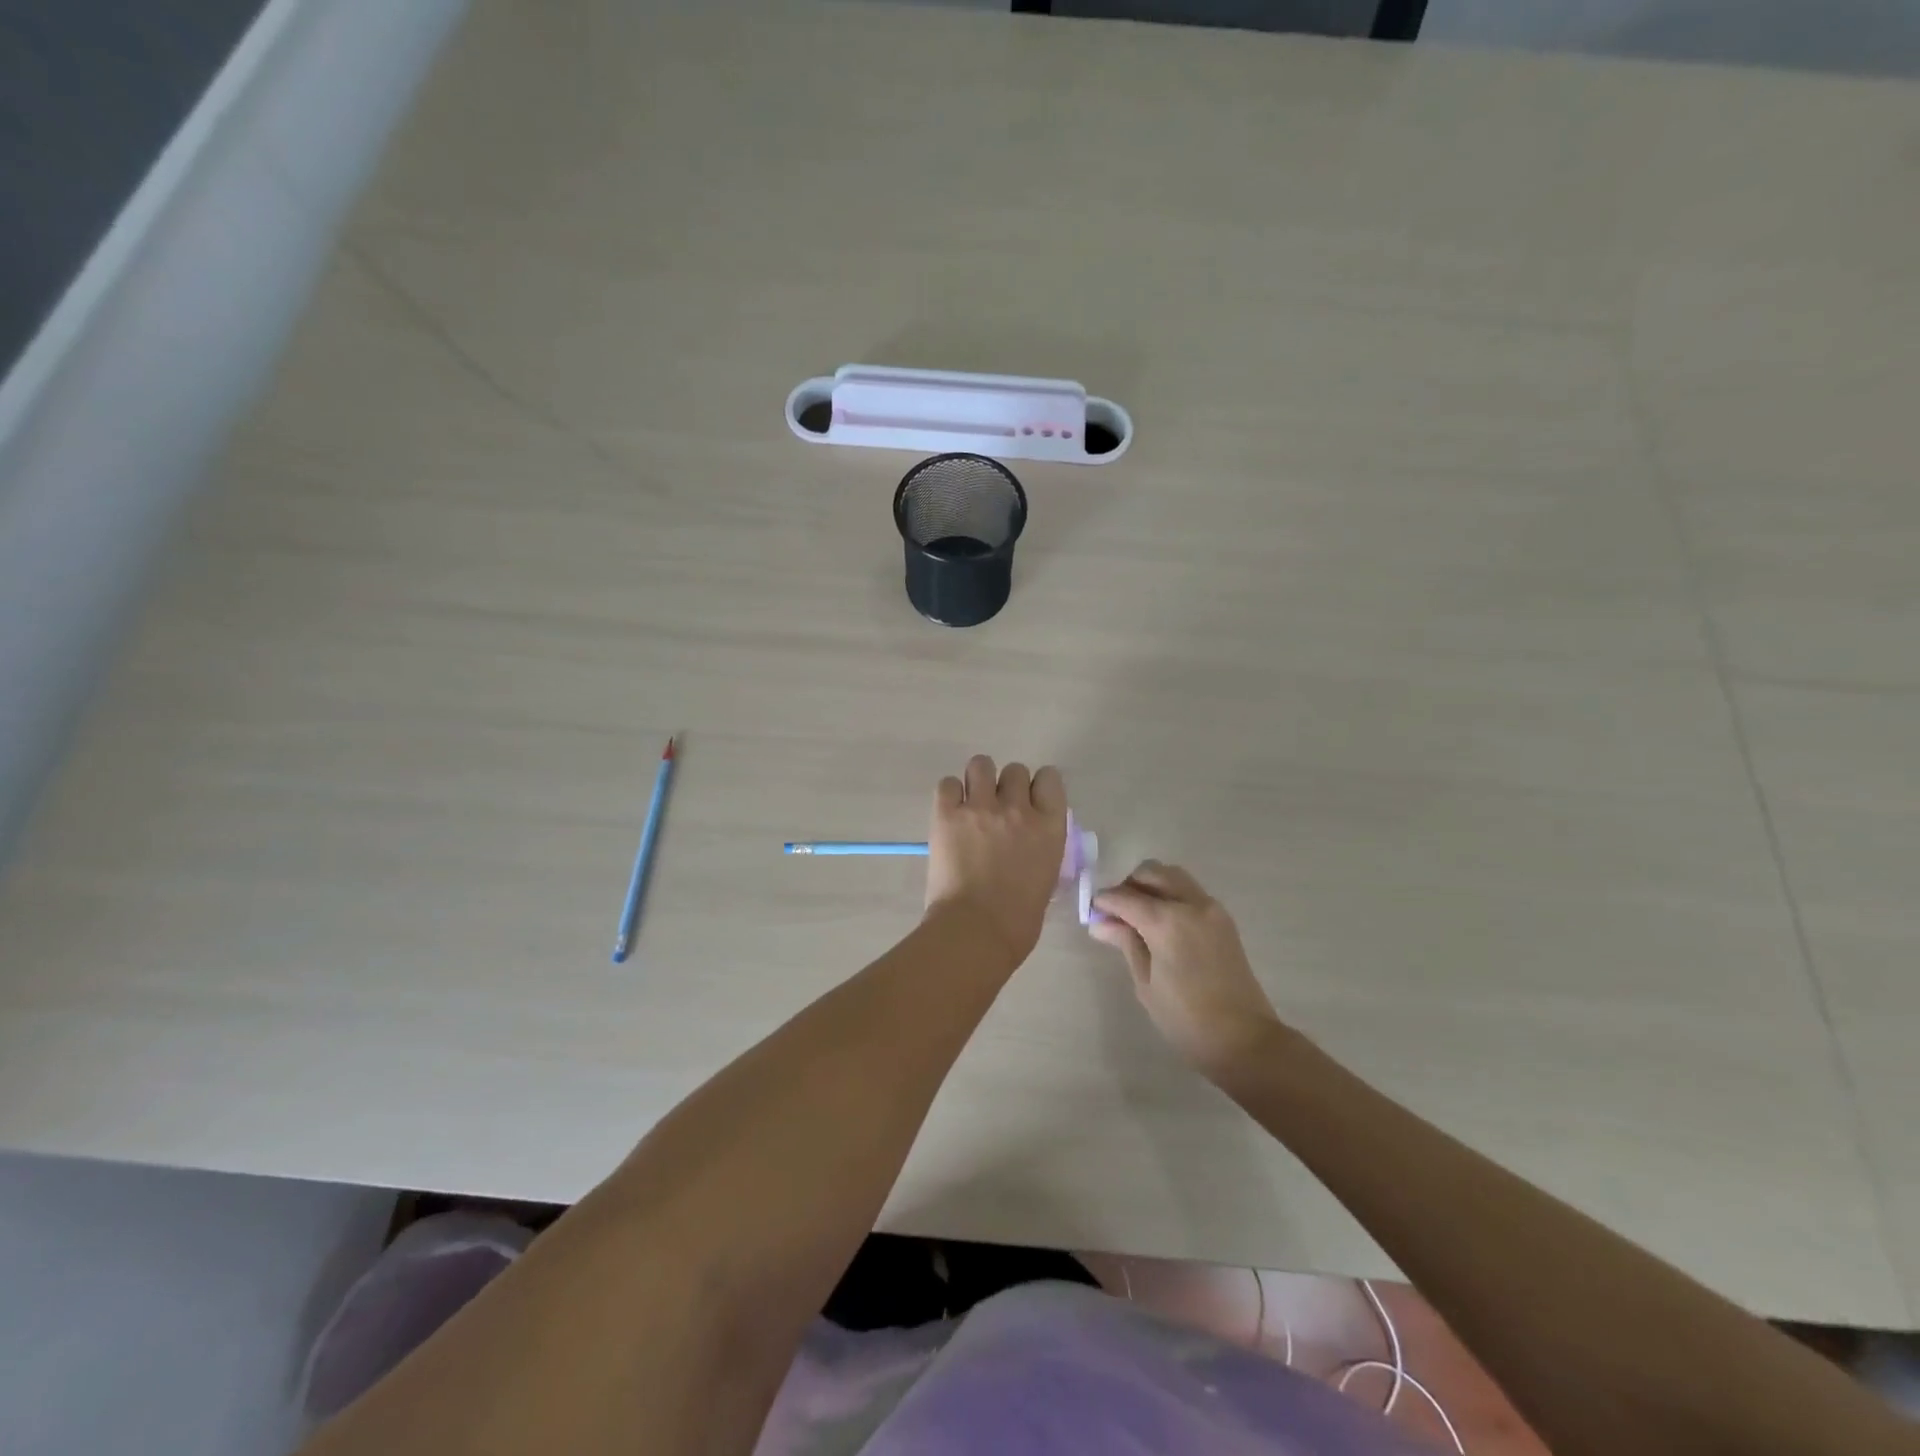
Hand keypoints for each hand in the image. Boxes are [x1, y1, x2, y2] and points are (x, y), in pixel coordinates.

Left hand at [925, 755, 1068, 966]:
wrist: (977, 931)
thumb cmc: (1019, 919)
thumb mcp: (1046, 876)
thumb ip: (1040, 847)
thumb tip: (1027, 841)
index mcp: (1050, 827)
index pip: (1050, 779)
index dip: (1038, 787)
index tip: (1029, 801)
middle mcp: (1018, 808)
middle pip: (1015, 770)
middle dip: (1006, 786)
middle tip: (995, 810)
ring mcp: (981, 808)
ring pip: (981, 765)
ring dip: (977, 781)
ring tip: (970, 804)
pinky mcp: (947, 814)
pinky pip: (947, 784)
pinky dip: (949, 794)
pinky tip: (949, 814)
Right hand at [1091, 862, 1284, 1079]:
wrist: (1243, 1038)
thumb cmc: (1186, 1018)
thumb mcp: (1146, 982)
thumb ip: (1125, 942)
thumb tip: (1100, 923)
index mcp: (1167, 921)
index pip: (1125, 897)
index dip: (1104, 901)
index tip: (1092, 912)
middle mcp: (1190, 903)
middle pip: (1152, 873)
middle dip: (1129, 885)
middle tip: (1116, 912)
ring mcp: (1211, 908)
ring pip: (1173, 876)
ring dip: (1151, 885)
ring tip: (1139, 915)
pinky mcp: (1223, 918)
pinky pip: (1190, 891)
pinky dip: (1171, 894)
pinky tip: (1162, 922)